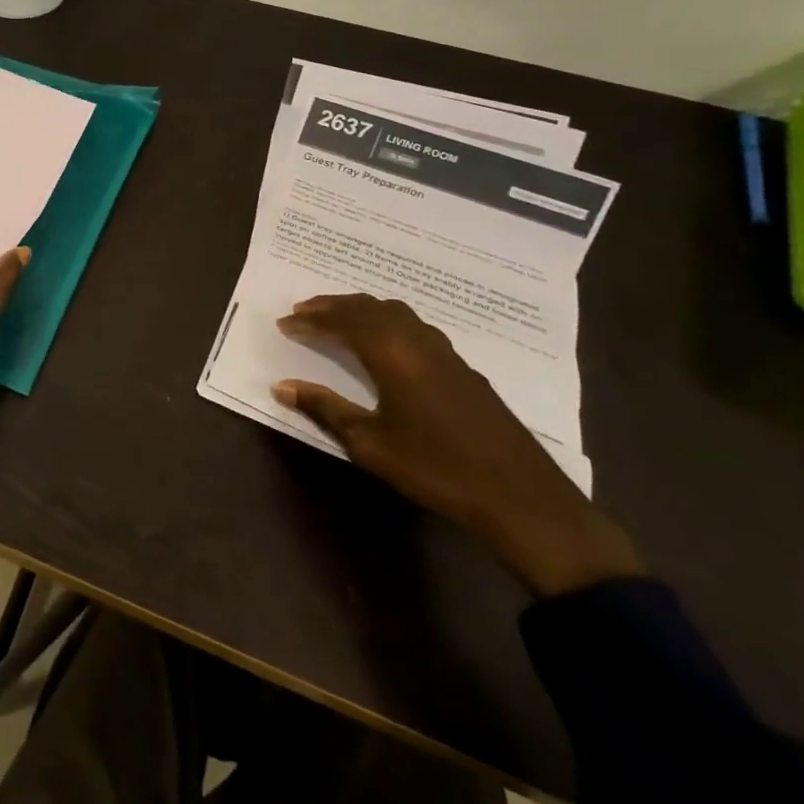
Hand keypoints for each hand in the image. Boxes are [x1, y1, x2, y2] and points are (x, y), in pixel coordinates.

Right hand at [272, 294, 643, 596]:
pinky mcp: (462, 368)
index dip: (311, 320)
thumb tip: (281, 386)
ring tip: (338, 318)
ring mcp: (445, 353)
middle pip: (369, 308)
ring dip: (362, 309)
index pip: (343, 323)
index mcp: (393, 354)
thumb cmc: (436, 468)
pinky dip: (387, 321)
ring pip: (396, 312)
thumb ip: (325, 409)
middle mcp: (418, 341)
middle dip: (333, 306)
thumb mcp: (370, 443)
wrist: (521, 497)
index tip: (284, 323)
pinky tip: (383, 342)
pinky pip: (415, 326)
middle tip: (303, 311)